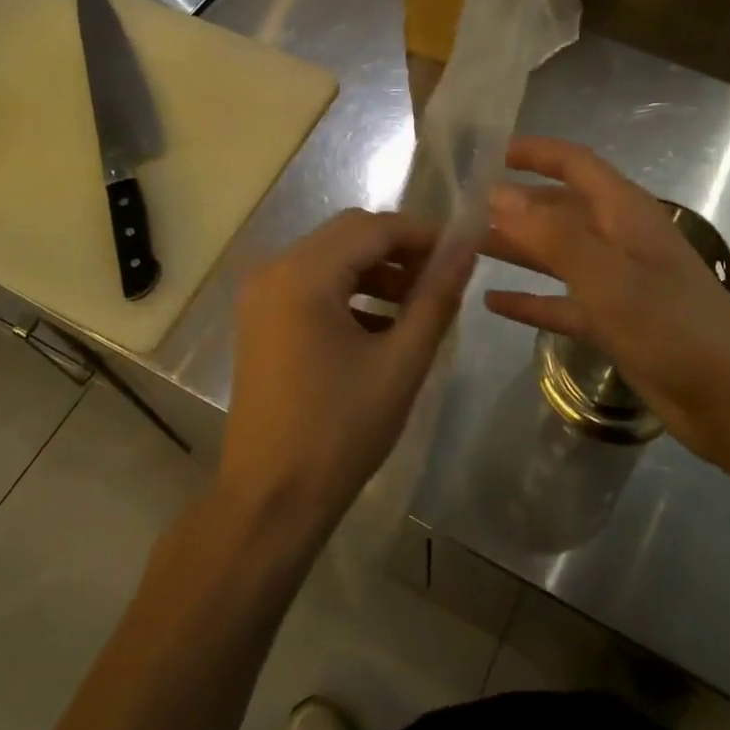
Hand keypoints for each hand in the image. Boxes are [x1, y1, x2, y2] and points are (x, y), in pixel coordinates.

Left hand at [223, 210, 474, 540]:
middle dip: (401, 249)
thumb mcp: (401, 361)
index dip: (424, 233)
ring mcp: (261, 294)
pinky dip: (351, 290)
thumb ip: (437, 296)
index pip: (374, 227)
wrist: (270, 501)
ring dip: (377, 269)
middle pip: (350, 234)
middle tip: (444, 277)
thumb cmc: (340, 432)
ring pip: (332, 256)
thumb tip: (467, 247)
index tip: (464, 250)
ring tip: (419, 303)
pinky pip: (314, 283)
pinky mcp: (261, 318)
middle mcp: (274, 270)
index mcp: (303, 275)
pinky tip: (383, 324)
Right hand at [485, 137, 729, 466]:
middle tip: (461, 210)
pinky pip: (563, 302)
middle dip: (515, 205)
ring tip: (466, 248)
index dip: (534, 152)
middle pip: (559, 209)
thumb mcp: (606, 274)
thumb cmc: (670, 325)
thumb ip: (551, 233)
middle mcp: (619, 238)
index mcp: (624, 212)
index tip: (488, 152)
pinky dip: (531, 300)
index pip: (574, 164)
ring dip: (517, 249)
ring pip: (557, 255)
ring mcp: (617, 282)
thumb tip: (498, 194)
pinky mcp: (614, 321)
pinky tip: (493, 304)